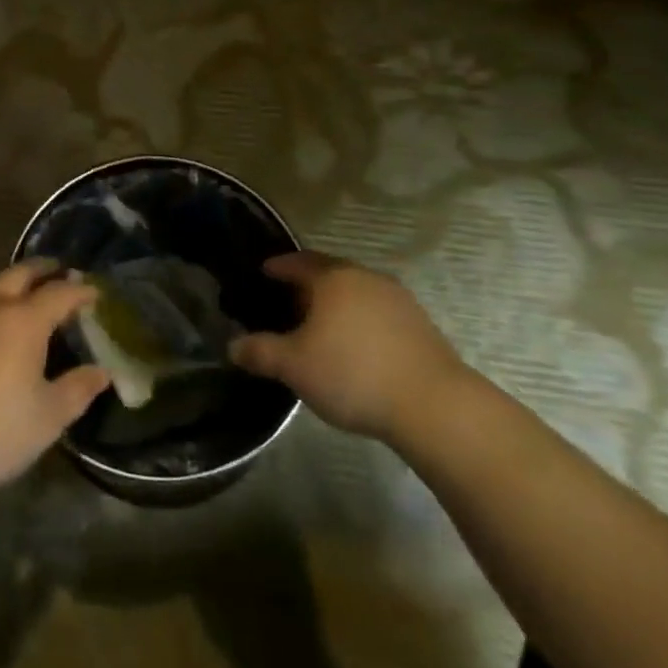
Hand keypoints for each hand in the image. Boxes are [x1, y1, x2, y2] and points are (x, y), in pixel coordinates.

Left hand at [0, 261, 109, 502]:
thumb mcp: (49, 416)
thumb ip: (78, 389)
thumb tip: (102, 372)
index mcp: (24, 320)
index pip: (59, 293)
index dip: (80, 291)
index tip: (95, 293)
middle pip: (21, 273)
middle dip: (43, 269)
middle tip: (60, 269)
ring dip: (13, 283)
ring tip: (26, 294)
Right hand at [230, 252, 472, 446]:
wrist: (434, 405)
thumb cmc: (353, 374)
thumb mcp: (295, 367)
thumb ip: (261, 352)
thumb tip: (233, 346)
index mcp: (333, 278)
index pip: (298, 261)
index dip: (279, 266)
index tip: (264, 271)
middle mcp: (365, 277)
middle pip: (330, 273)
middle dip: (307, 284)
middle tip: (288, 301)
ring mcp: (398, 299)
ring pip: (356, 292)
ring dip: (337, 303)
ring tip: (321, 325)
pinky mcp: (420, 324)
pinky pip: (378, 311)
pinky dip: (360, 320)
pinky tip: (356, 345)